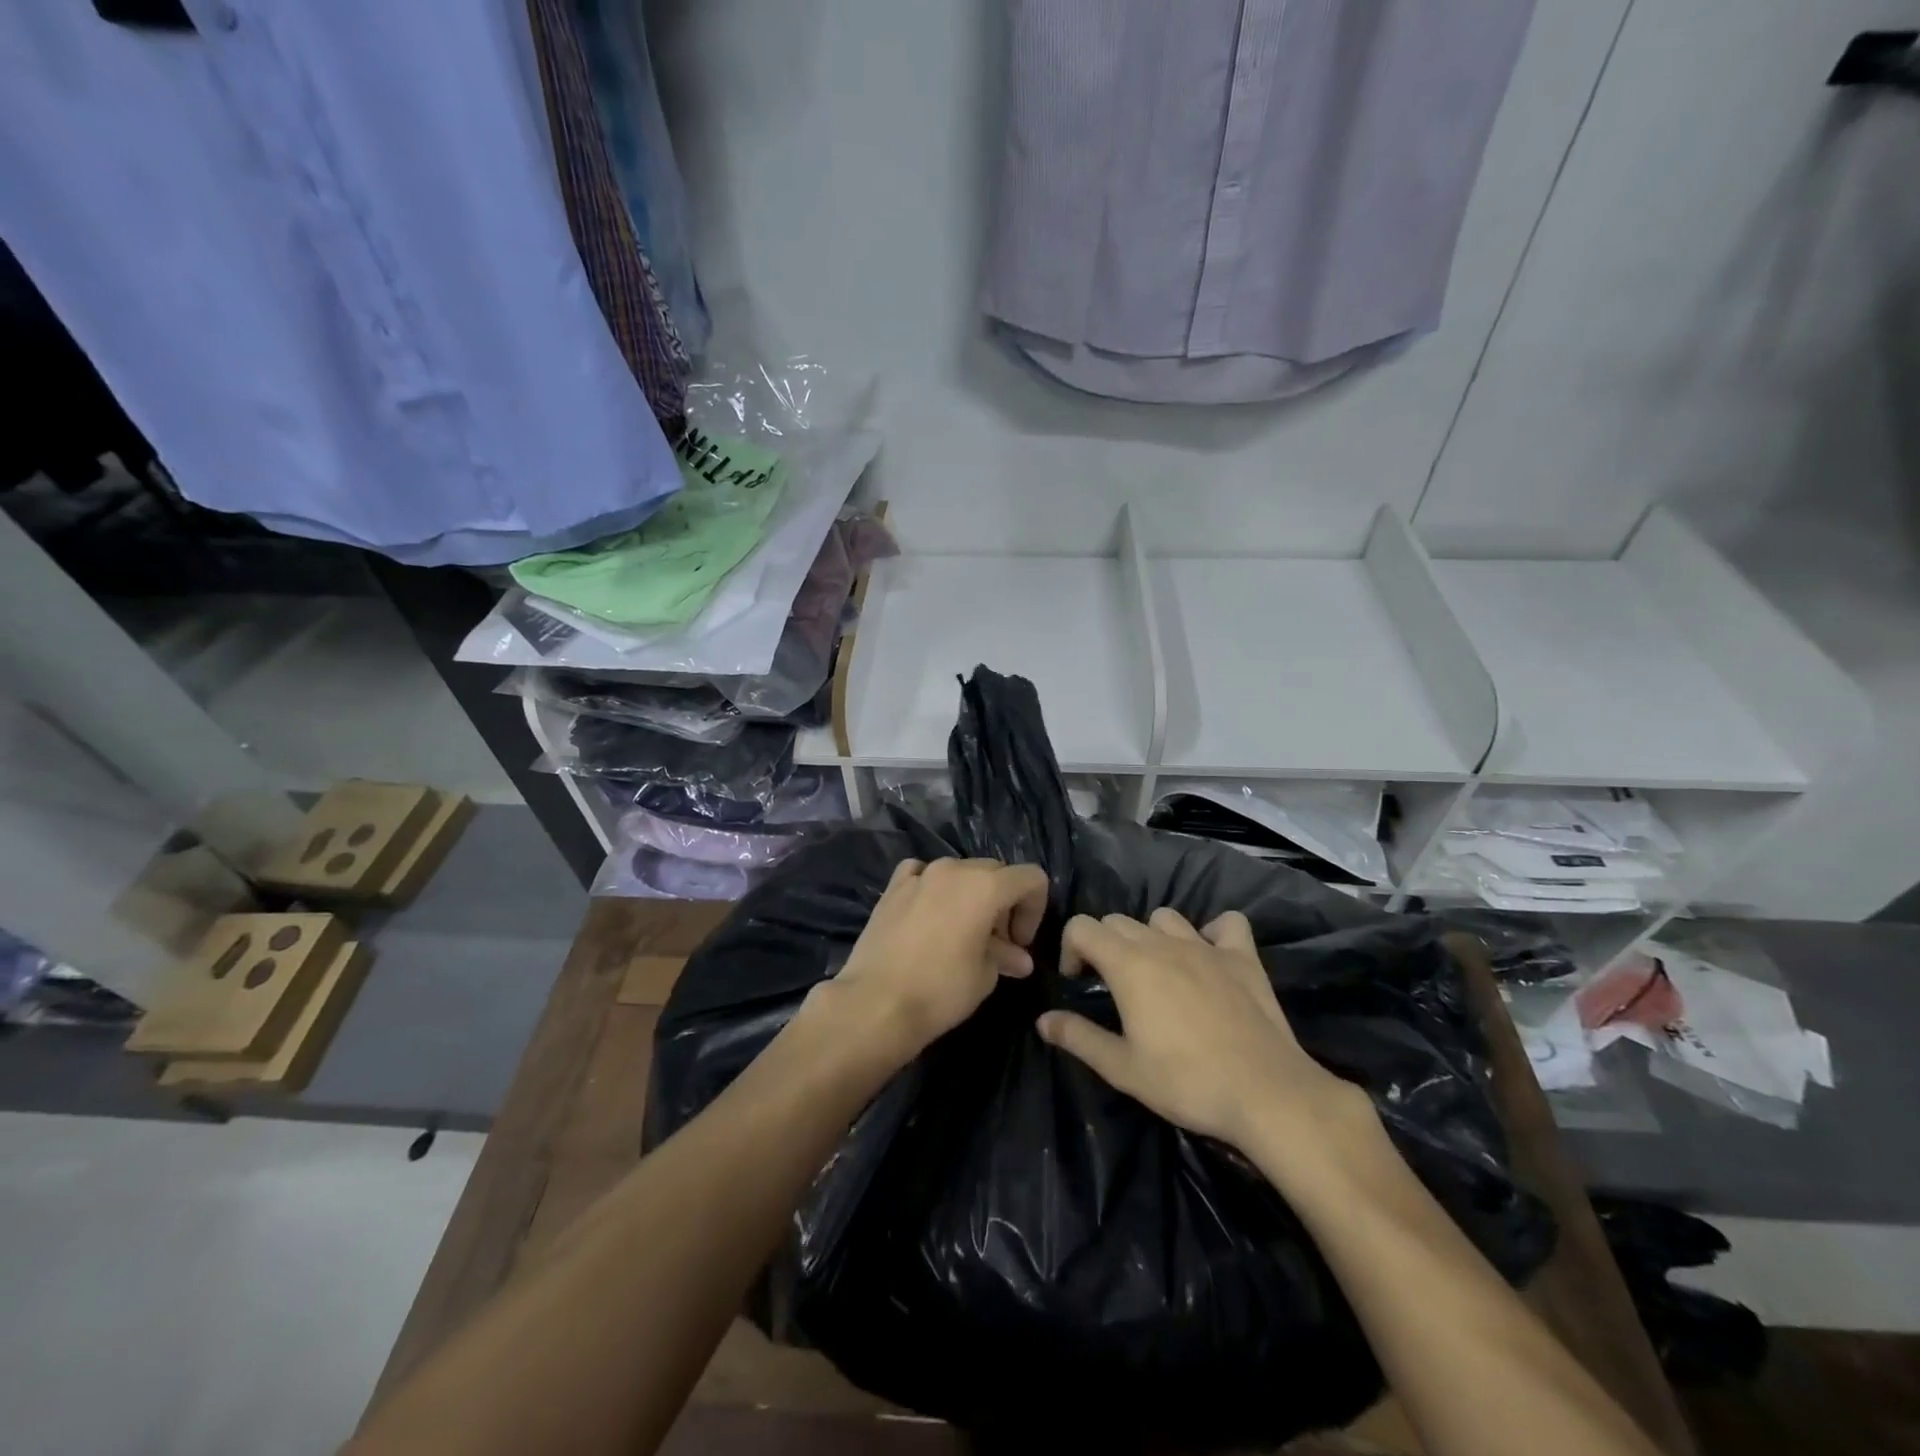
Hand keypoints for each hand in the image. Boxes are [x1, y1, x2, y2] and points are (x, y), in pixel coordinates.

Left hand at [829, 857, 1050, 1061]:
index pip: (1030, 878)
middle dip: (1005, 903)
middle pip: (996, 872)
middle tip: (997, 943)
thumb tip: (1018, 958)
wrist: (875, 1003)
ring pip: (960, 871)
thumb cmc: (940, 991)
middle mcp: (954, 869)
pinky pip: (922, 874)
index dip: (1035, 909)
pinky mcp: (893, 887)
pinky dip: (933, 887)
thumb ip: (1005, 956)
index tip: (1020, 943)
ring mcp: (920, 874)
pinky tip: (929, 913)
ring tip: (963, 932)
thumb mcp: (985, 976)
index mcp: (985, 885)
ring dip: (971, 895)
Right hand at [1036, 909, 1374, 1158]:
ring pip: (1165, 917)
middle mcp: (1163, 943)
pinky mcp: (1243, 957)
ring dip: (1152, 936)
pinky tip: (1211, 957)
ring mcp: (1206, 946)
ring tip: (1158, 972)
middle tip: (1113, 986)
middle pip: (1119, 921)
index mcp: (1129, 964)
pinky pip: (1226, 925)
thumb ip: (1078, 1037)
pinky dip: (1214, 933)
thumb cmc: (1186, 1082)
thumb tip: (1043, 1020)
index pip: (1082, 926)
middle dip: (1105, 944)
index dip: (1071, 949)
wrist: (1265, 1092)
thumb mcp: (1122, 1068)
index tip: (1078, 983)